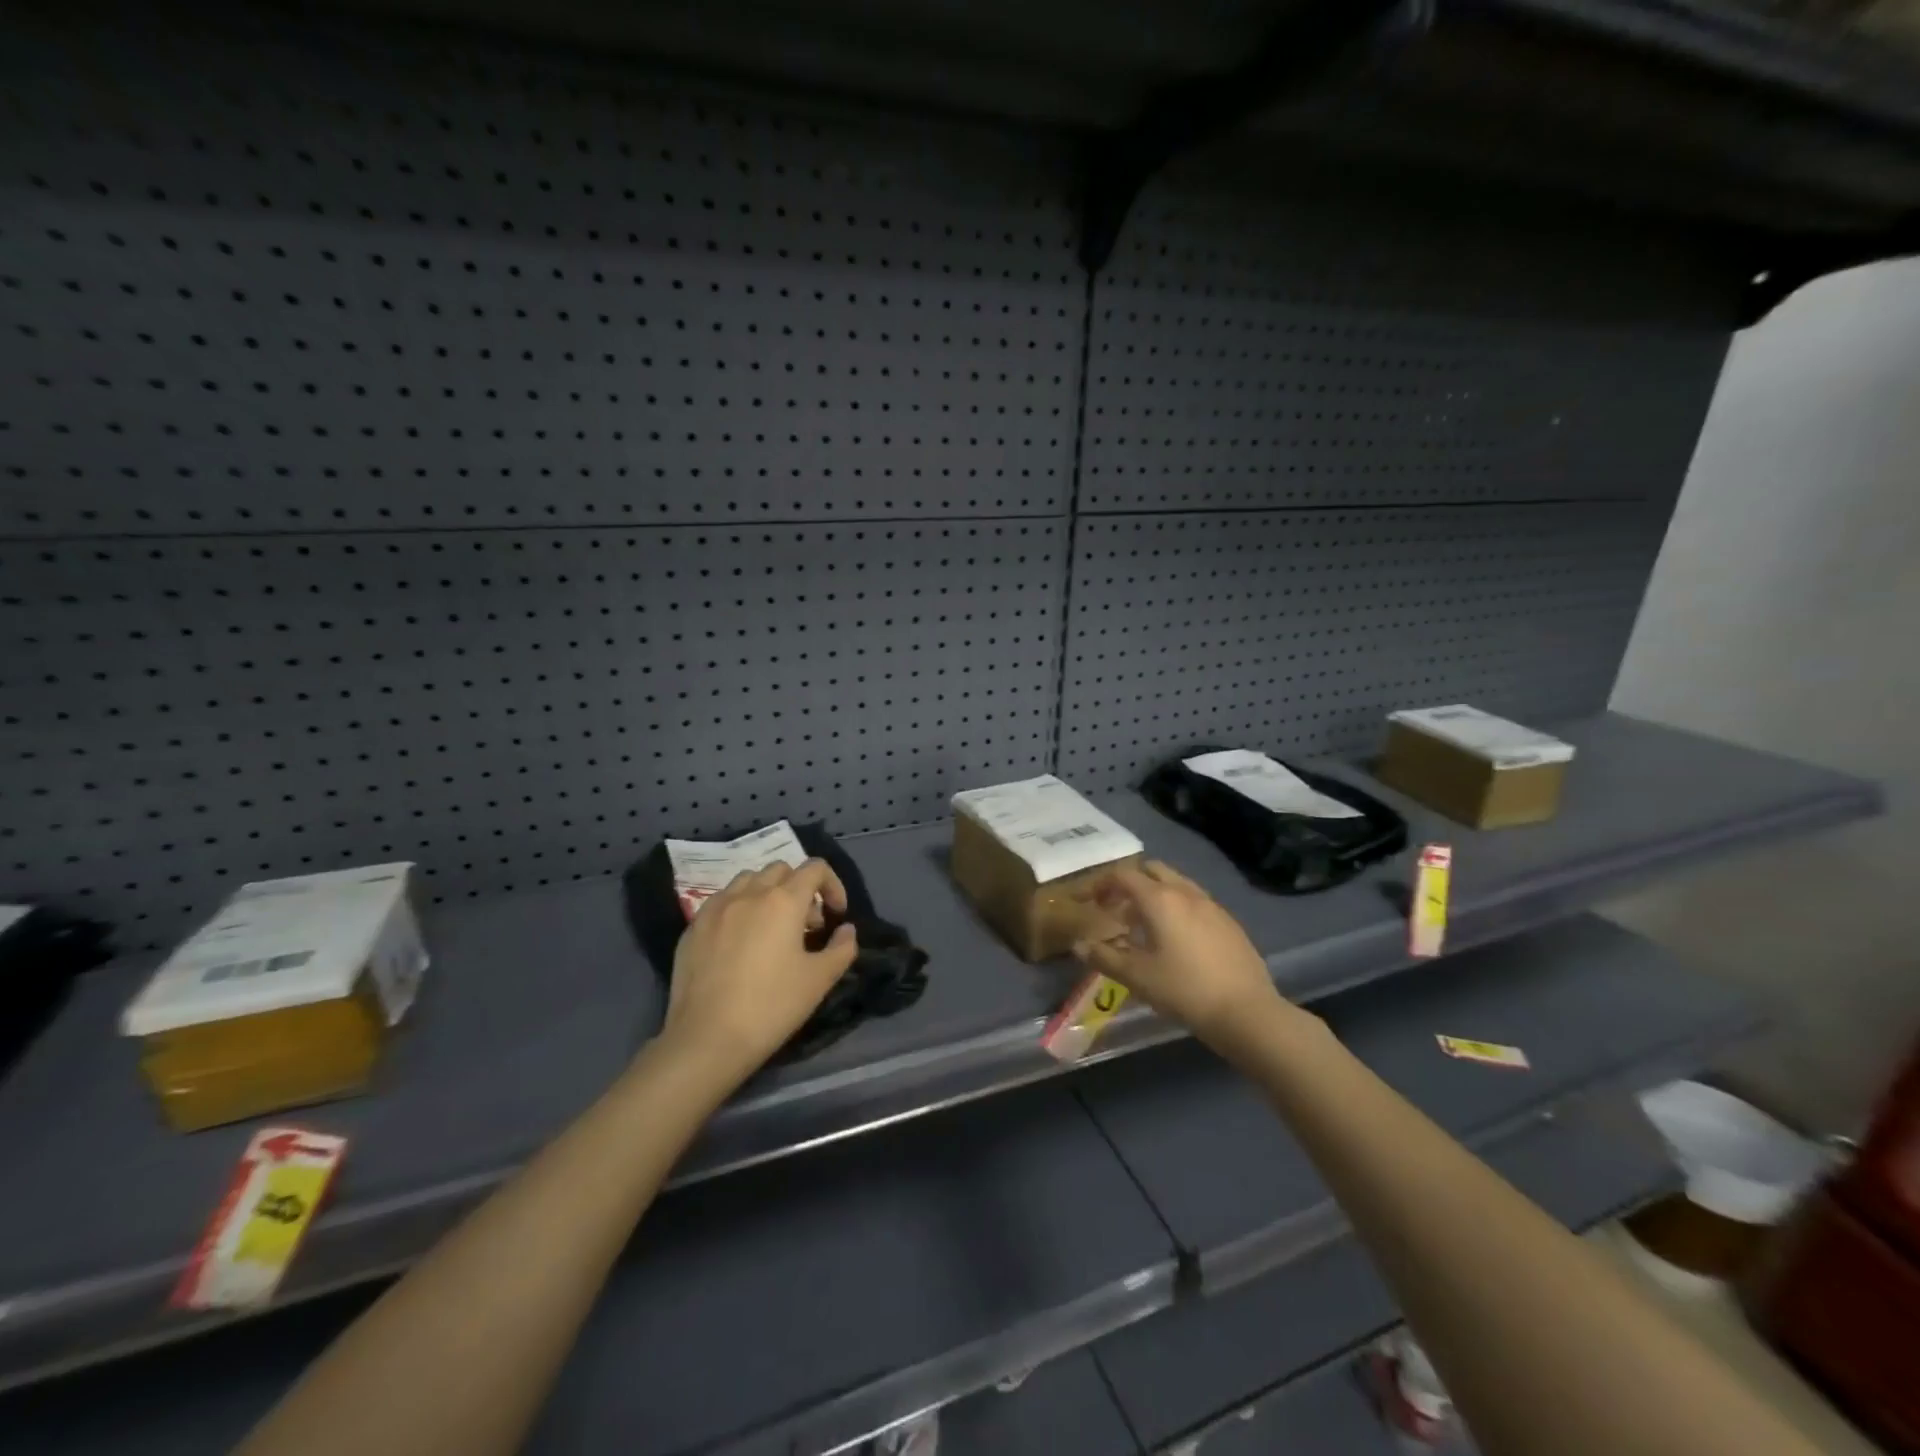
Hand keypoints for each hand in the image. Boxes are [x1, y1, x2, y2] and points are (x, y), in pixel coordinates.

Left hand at [662, 860, 858, 1086]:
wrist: (706, 1039)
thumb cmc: (771, 1006)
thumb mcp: (819, 980)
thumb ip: (842, 948)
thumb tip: (846, 930)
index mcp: (783, 901)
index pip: (815, 869)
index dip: (832, 885)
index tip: (836, 915)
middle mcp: (748, 893)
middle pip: (781, 869)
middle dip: (800, 887)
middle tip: (806, 924)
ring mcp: (716, 908)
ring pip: (747, 880)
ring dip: (767, 893)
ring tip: (771, 928)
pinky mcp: (693, 927)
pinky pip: (721, 902)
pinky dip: (739, 909)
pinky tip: (739, 943)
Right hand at [1072, 860, 1284, 1048]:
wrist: (1246, 1012)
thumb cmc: (1184, 990)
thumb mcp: (1137, 977)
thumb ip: (1104, 957)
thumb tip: (1079, 945)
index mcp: (1159, 899)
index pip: (1122, 876)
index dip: (1099, 884)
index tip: (1085, 901)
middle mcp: (1185, 892)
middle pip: (1151, 870)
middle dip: (1129, 883)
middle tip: (1115, 909)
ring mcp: (1211, 905)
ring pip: (1175, 884)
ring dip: (1153, 894)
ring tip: (1142, 925)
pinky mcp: (1228, 921)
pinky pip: (1194, 901)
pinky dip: (1176, 907)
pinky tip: (1175, 939)